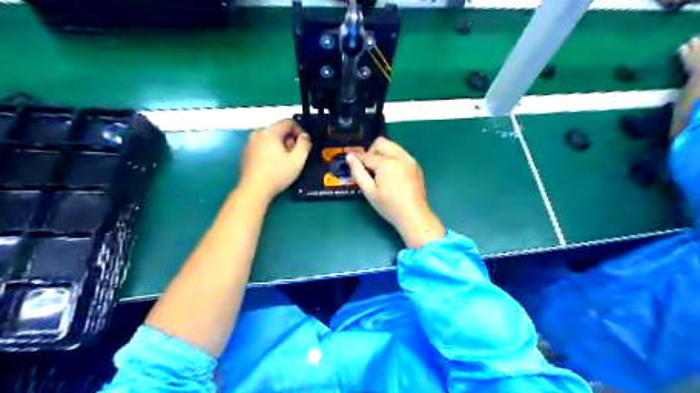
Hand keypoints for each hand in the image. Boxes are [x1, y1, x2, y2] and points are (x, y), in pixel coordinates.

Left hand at [239, 119, 309, 201]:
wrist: (254, 190)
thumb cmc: (277, 174)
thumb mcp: (297, 160)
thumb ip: (304, 144)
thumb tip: (305, 136)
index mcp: (269, 132)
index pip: (288, 122)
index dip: (299, 131)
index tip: (303, 145)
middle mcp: (258, 133)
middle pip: (279, 130)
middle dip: (290, 140)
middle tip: (294, 156)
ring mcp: (250, 143)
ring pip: (271, 138)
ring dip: (281, 146)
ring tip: (285, 162)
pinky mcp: (246, 153)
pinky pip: (263, 146)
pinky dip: (271, 151)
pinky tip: (274, 165)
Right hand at [344, 136, 441, 248]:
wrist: (414, 216)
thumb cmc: (389, 206)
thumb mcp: (369, 192)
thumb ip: (358, 172)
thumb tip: (349, 157)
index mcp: (387, 164)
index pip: (367, 155)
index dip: (356, 157)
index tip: (349, 159)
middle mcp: (399, 157)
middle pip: (381, 143)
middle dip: (371, 152)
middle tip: (368, 168)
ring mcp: (410, 160)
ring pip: (392, 146)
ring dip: (382, 153)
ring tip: (380, 171)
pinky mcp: (415, 165)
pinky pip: (400, 153)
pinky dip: (392, 158)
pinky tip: (391, 174)